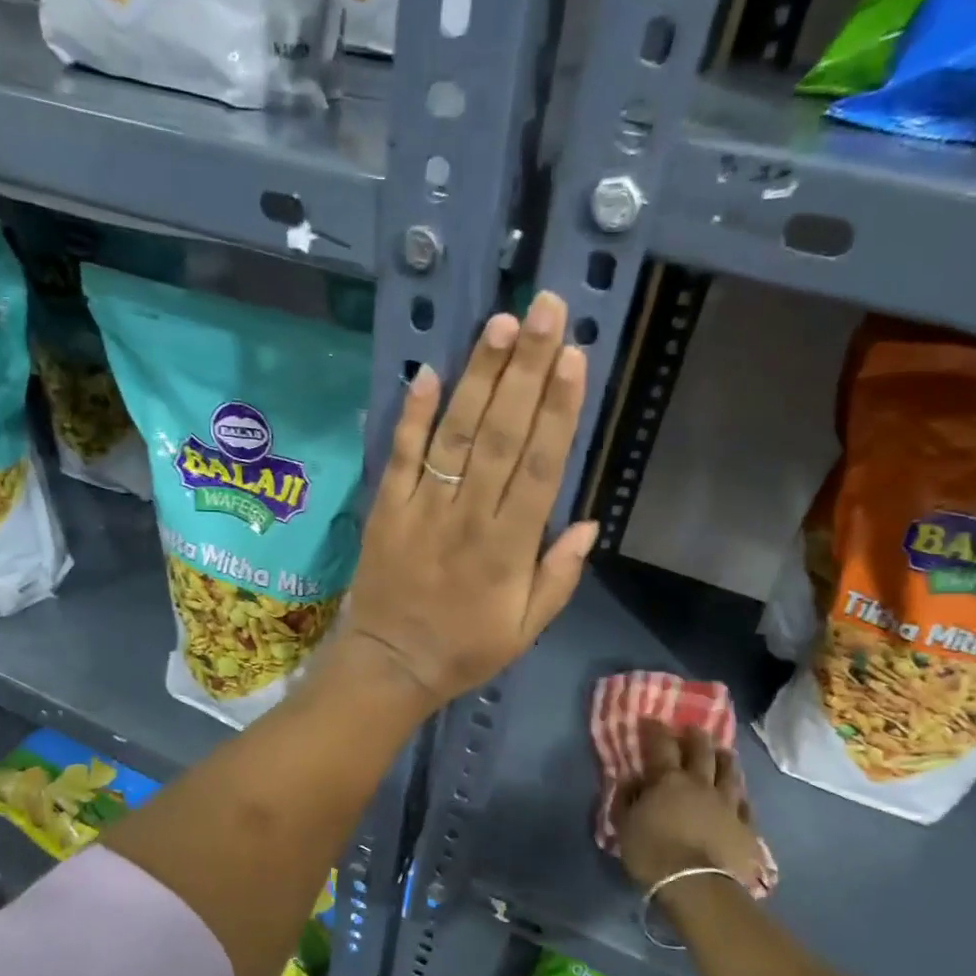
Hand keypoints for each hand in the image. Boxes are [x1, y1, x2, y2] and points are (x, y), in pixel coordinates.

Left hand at [337, 292, 599, 712]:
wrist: (389, 665)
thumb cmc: (465, 649)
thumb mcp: (525, 629)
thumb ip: (558, 576)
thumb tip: (588, 523)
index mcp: (509, 548)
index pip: (540, 466)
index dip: (558, 410)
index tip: (573, 356)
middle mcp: (469, 517)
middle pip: (501, 434)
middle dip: (524, 369)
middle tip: (543, 310)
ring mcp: (423, 508)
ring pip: (455, 434)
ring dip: (477, 378)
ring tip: (498, 325)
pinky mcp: (387, 508)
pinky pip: (400, 456)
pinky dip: (412, 415)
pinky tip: (429, 371)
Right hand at [616, 721, 766, 891]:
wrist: (697, 886)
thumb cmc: (652, 852)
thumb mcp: (624, 825)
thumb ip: (627, 798)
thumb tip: (632, 780)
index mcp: (668, 780)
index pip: (661, 746)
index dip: (656, 730)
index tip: (653, 720)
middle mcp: (700, 785)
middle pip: (702, 753)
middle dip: (696, 738)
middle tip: (694, 730)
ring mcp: (728, 805)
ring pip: (730, 774)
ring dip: (725, 760)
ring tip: (724, 753)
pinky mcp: (747, 828)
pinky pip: (746, 805)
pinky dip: (741, 796)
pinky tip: (741, 795)